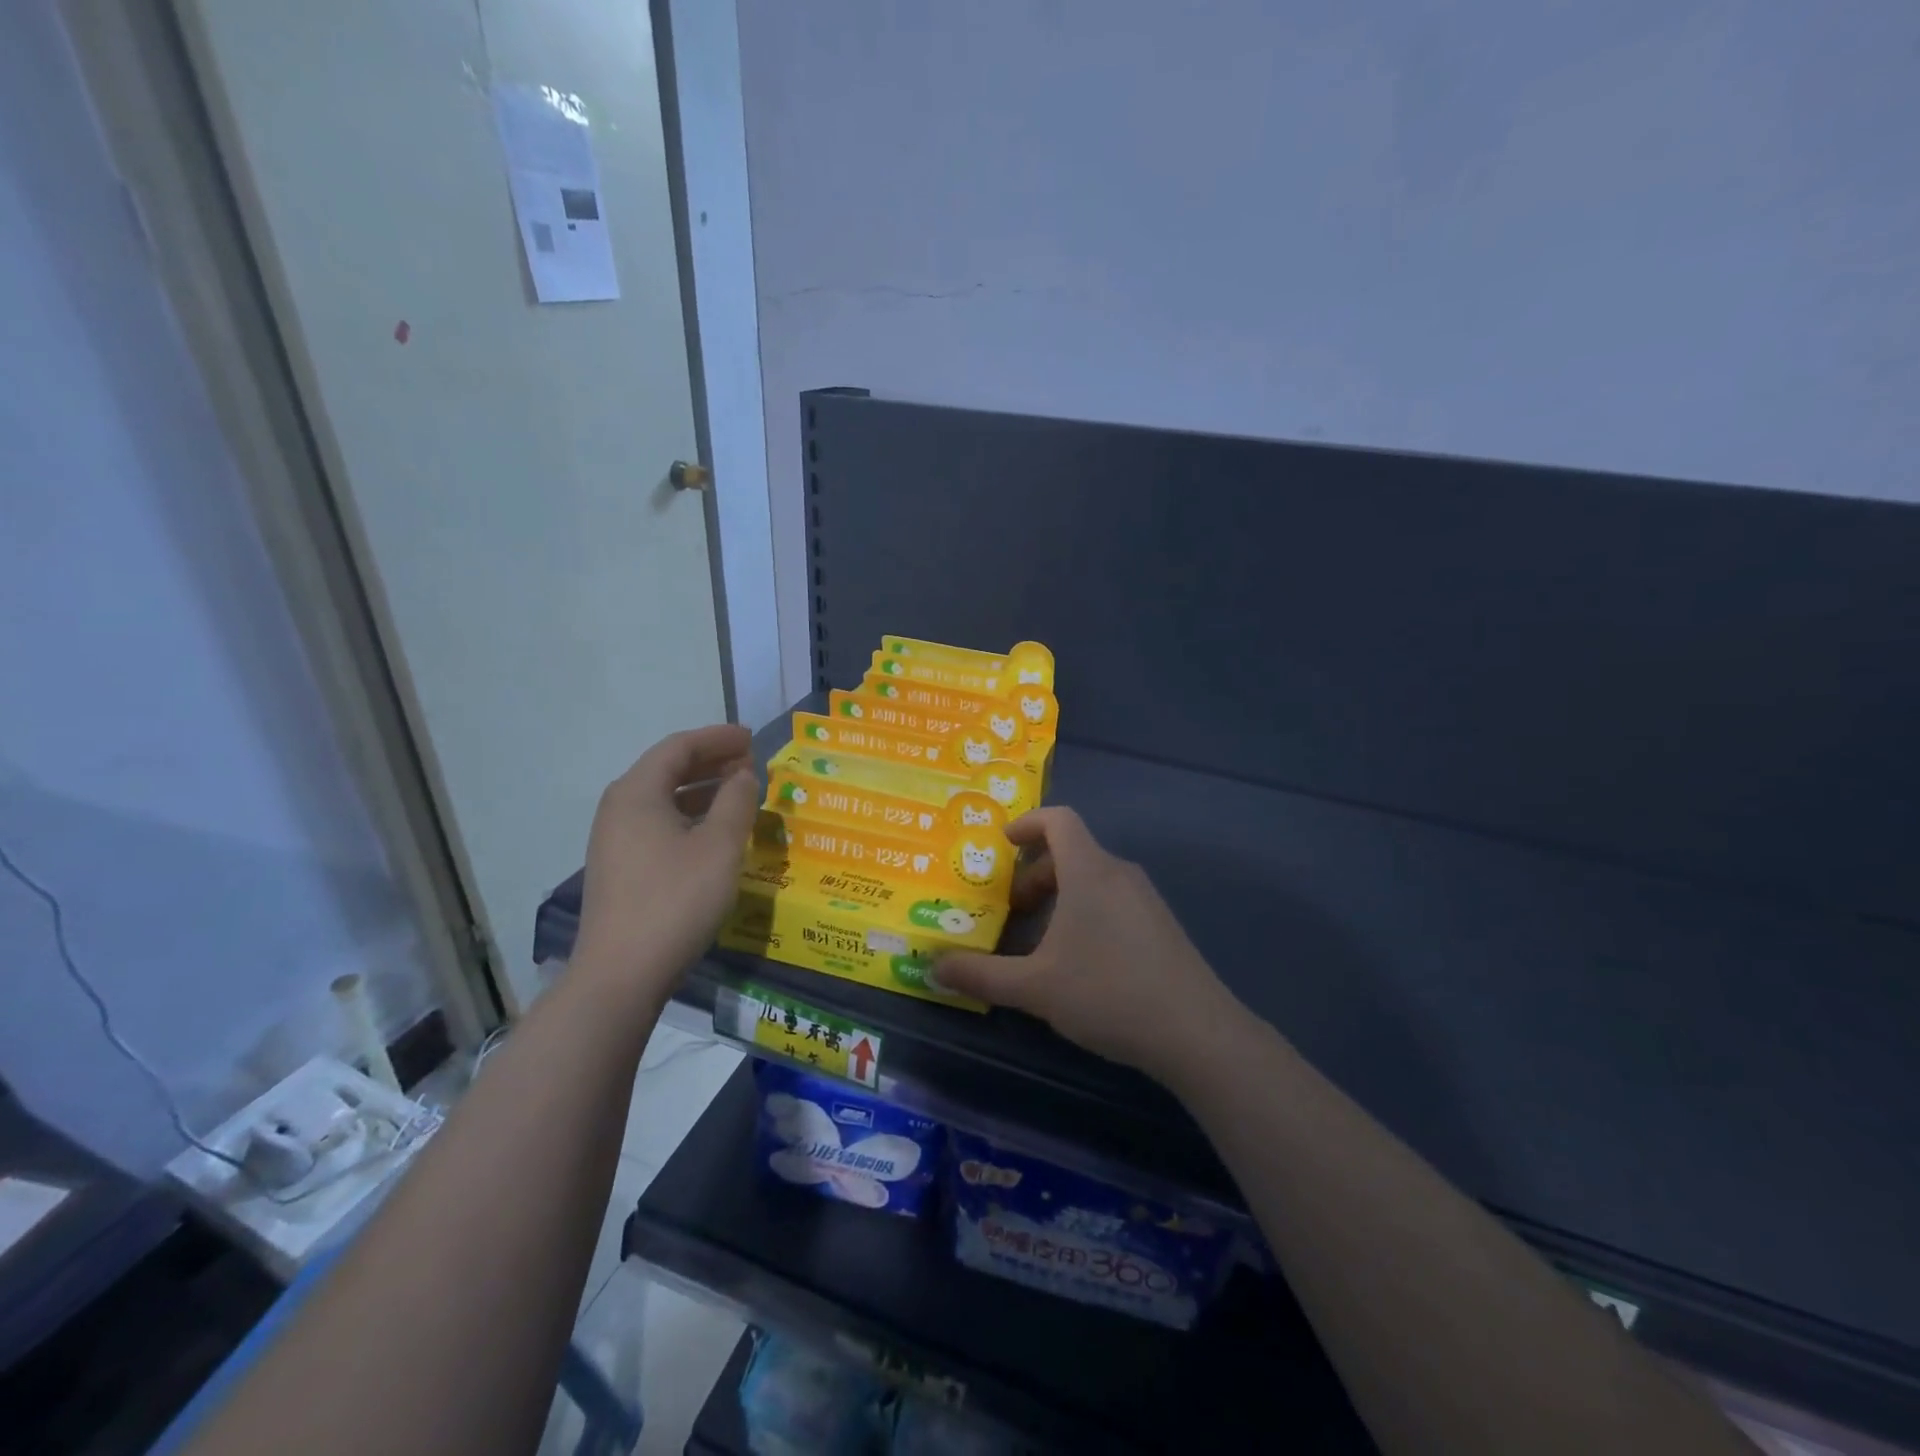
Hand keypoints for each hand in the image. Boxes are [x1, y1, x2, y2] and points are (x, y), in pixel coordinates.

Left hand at [574, 724, 759, 999]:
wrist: (621, 974)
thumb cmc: (676, 901)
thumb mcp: (719, 847)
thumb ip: (736, 801)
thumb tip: (744, 774)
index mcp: (637, 793)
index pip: (679, 747)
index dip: (718, 738)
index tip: (752, 738)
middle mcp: (619, 808)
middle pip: (667, 769)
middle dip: (710, 761)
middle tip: (750, 761)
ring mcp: (614, 840)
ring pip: (662, 798)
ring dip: (702, 789)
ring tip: (739, 792)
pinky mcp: (620, 868)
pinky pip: (658, 823)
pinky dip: (689, 816)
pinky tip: (714, 832)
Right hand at [933, 808, 1244, 1084]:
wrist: (1195, 1032)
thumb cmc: (1107, 993)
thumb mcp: (1035, 987)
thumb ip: (982, 975)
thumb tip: (934, 968)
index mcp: (1089, 871)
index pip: (1059, 820)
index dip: (1027, 823)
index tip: (1001, 845)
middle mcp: (1119, 873)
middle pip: (1072, 851)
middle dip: (1035, 874)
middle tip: (1011, 909)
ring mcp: (1146, 898)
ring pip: (1092, 878)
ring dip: (1060, 896)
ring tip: (1039, 939)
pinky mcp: (1161, 925)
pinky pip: (1113, 899)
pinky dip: (1085, 911)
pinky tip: (1078, 960)